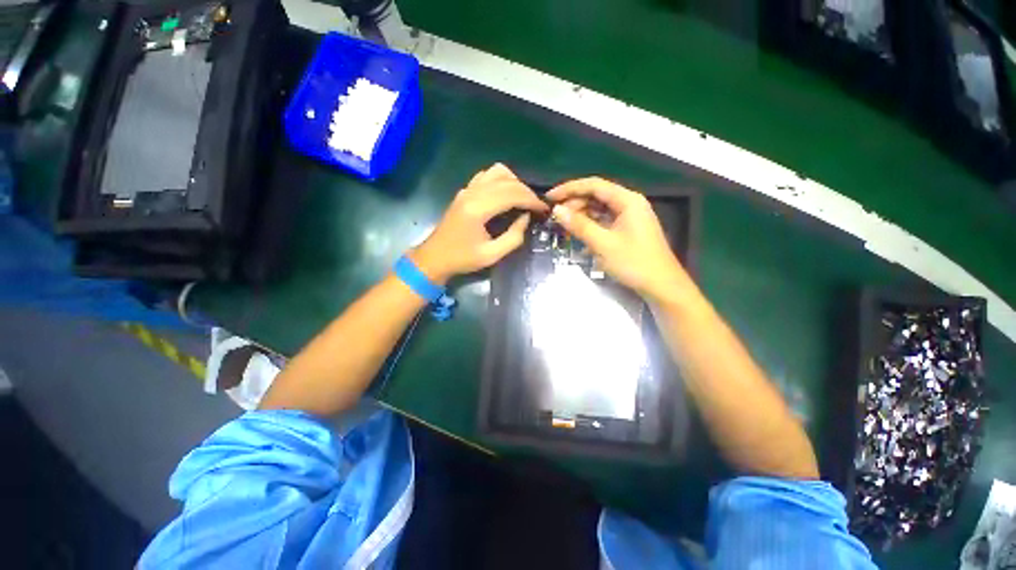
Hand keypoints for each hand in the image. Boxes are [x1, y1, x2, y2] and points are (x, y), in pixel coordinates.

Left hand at [411, 164, 548, 283]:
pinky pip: (486, 176)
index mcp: (478, 209)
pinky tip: (505, 194)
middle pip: (507, 181)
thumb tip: (526, 218)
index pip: (512, 194)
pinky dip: (501, 180)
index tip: (544, 209)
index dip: (532, 200)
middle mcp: (472, 193)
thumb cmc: (462, 259)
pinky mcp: (464, 191)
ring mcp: (467, 189)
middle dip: (527, 191)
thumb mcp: (492, 255)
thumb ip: (513, 236)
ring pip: (497, 172)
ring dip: (514, 182)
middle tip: (537, 207)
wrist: (434, 258)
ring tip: (523, 199)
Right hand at [547, 177, 689, 302]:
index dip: (569, 189)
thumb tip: (557, 210)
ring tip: (564, 227)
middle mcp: (629, 204)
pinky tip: (579, 238)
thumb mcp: (602, 244)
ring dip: (581, 217)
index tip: (549, 197)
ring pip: (599, 210)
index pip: (593, 185)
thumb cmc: (634, 263)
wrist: (661, 286)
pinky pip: (604, 222)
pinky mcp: (627, 230)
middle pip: (596, 196)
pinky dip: (590, 227)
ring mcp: (629, 218)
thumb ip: (579, 225)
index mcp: (627, 200)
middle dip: (574, 204)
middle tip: (555, 217)